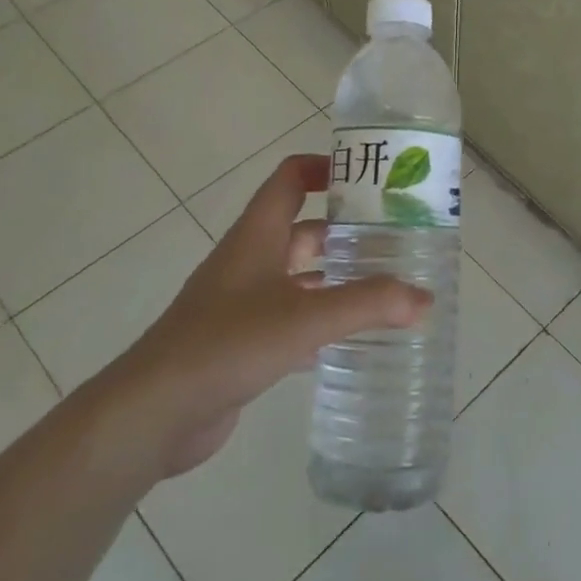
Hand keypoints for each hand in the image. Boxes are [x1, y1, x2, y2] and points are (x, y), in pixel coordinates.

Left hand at [104, 154, 429, 479]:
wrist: (154, 412)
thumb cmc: (227, 343)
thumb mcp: (306, 317)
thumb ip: (368, 304)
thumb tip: (425, 298)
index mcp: (258, 235)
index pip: (291, 177)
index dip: (327, 167)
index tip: (372, 178)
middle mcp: (250, 260)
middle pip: (303, 228)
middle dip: (347, 230)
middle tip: (397, 239)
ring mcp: (243, 302)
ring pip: (300, 276)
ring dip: (338, 277)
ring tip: (386, 286)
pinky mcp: (242, 341)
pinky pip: (292, 318)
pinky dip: (322, 320)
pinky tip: (354, 338)